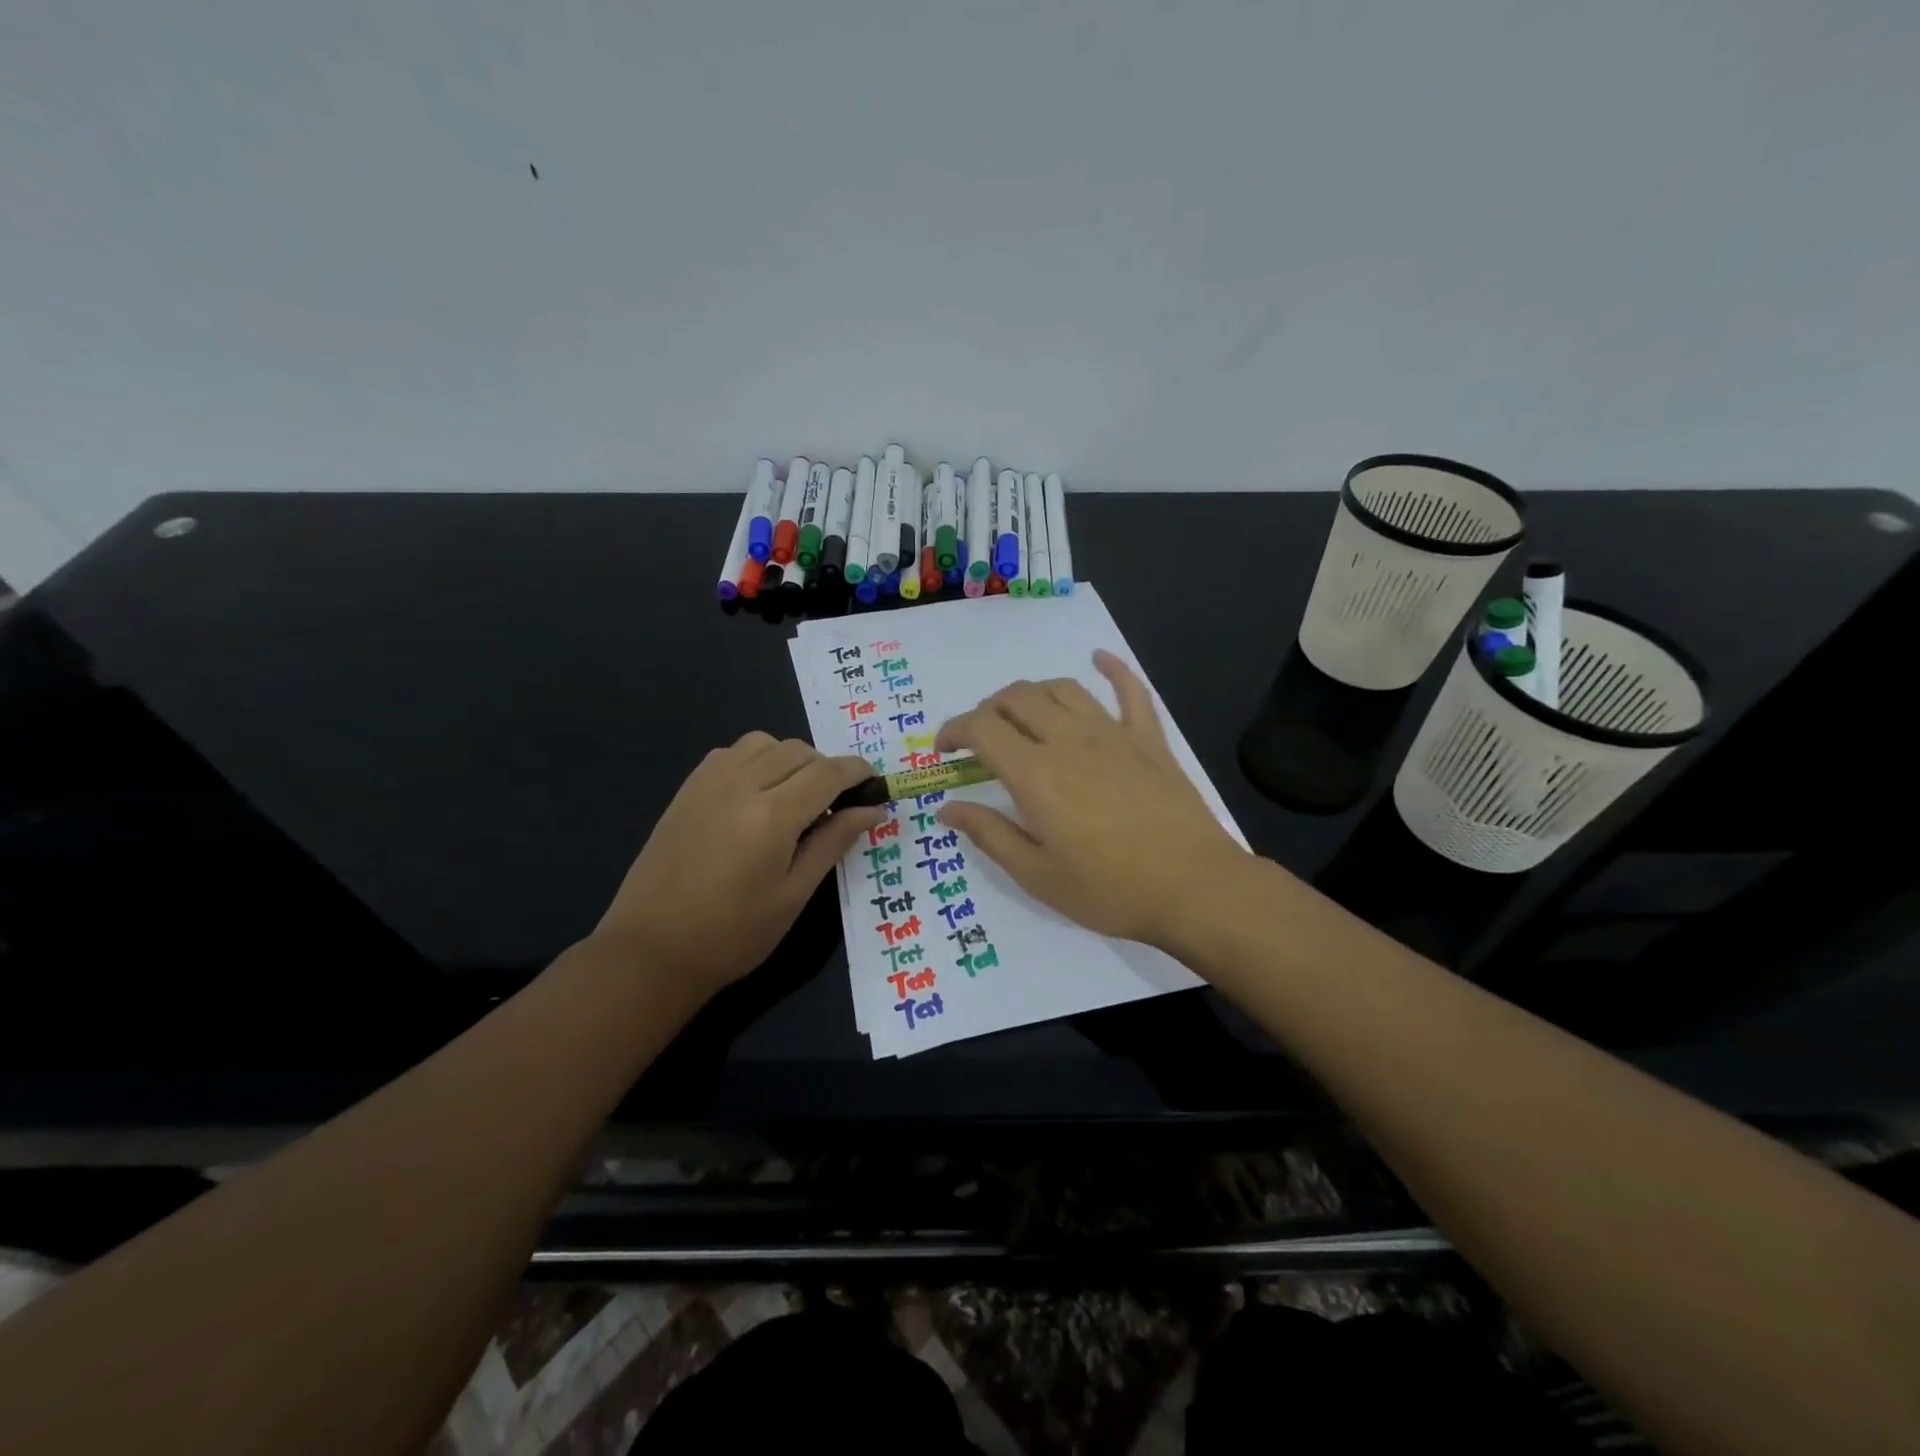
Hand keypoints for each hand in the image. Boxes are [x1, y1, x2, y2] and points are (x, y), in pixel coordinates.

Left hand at [592, 733, 885, 1000]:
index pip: (829, 772)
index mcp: (772, 815)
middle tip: (835, 806)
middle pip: (799, 750)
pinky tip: (756, 796)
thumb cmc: (733, 934)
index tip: (875, 785)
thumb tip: (873, 810)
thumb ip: (833, 842)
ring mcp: (708, 782)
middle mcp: (741, 784)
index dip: (858, 773)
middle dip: (826, 769)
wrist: (651, 950)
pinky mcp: (688, 789)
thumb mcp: (794, 894)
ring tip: (794, 798)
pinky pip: (732, 752)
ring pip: (764, 742)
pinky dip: (757, 760)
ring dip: (790, 760)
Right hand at [933, 651, 1251, 946]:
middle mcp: (1069, 740)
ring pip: (1063, 689)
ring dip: (1033, 693)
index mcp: (1036, 774)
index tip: (945, 750)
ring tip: (1024, 715)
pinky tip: (1099, 658)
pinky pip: (1130, 691)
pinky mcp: (1149, 740)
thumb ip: (989, 834)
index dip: (955, 730)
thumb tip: (947, 808)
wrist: (1194, 888)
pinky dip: (1112, 669)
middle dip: (988, 710)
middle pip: (1018, 698)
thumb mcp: (1037, 875)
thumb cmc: (1109, 890)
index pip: (982, 727)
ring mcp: (1113, 734)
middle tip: (982, 739)